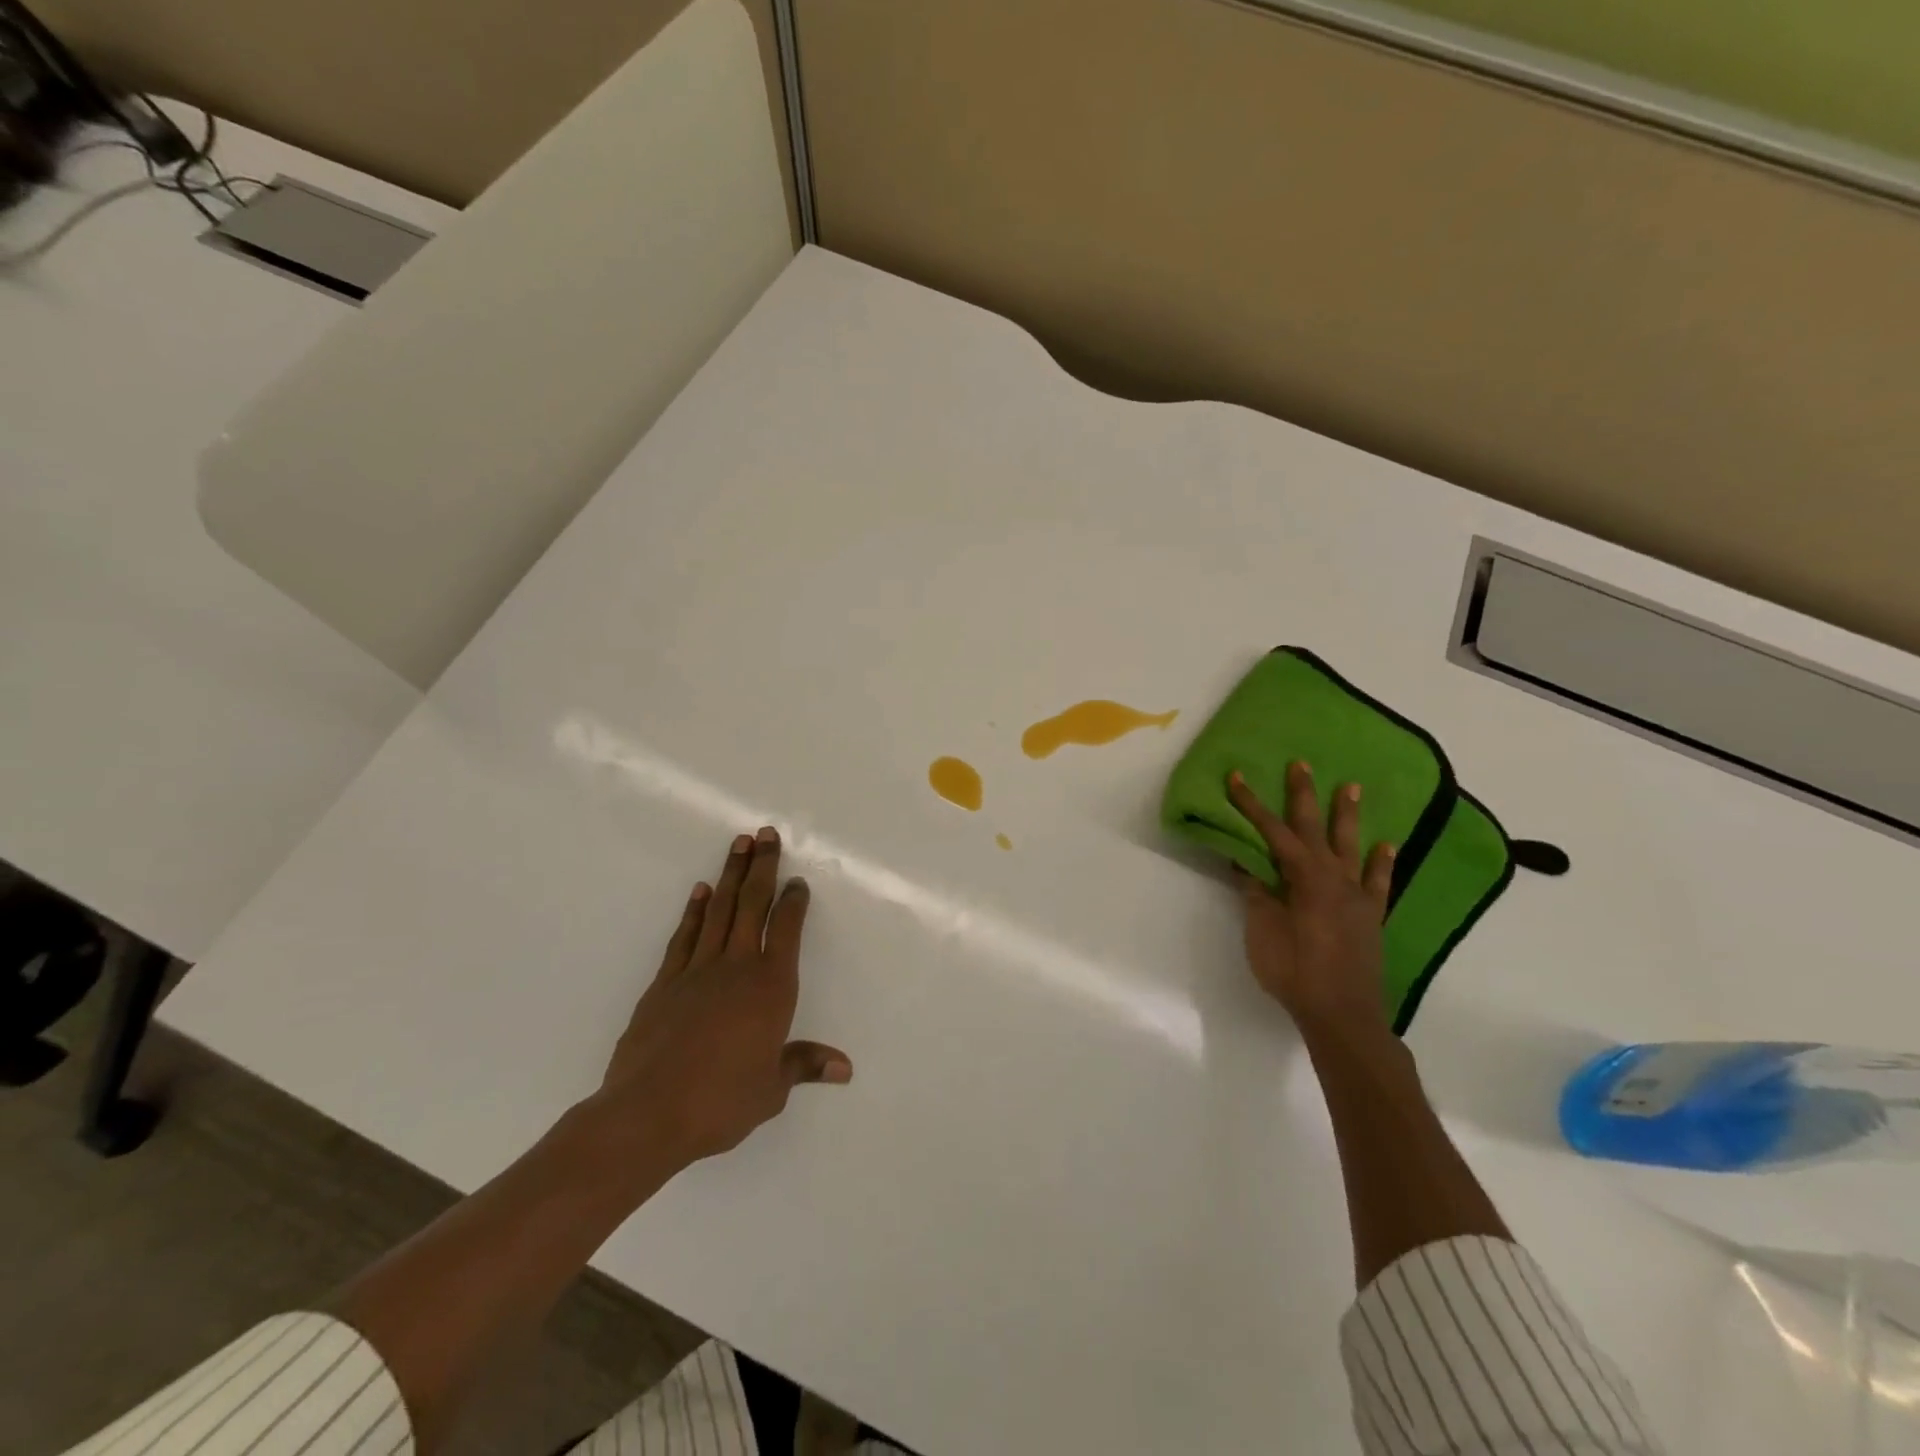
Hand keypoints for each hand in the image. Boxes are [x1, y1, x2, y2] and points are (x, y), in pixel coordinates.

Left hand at [591, 827, 851, 1170]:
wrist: (647, 1114)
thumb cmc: (720, 1102)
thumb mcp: (771, 1090)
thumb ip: (804, 1065)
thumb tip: (845, 1068)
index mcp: (770, 988)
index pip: (787, 931)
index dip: (794, 902)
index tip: (797, 880)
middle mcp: (737, 967)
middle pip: (752, 905)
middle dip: (762, 867)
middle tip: (766, 834)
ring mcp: (697, 971)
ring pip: (719, 911)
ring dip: (730, 876)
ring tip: (739, 844)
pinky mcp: (664, 983)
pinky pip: (684, 936)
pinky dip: (694, 911)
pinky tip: (701, 892)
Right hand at [1228, 764, 1395, 1036]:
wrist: (1342, 1013)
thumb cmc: (1295, 971)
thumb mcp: (1262, 930)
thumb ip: (1256, 893)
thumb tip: (1245, 861)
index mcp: (1304, 878)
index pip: (1272, 833)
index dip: (1252, 805)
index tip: (1236, 777)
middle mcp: (1334, 878)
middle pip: (1314, 829)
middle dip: (1304, 795)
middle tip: (1302, 764)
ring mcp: (1357, 896)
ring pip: (1351, 847)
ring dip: (1348, 816)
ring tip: (1352, 787)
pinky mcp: (1371, 916)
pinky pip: (1379, 882)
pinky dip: (1382, 863)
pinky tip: (1388, 846)